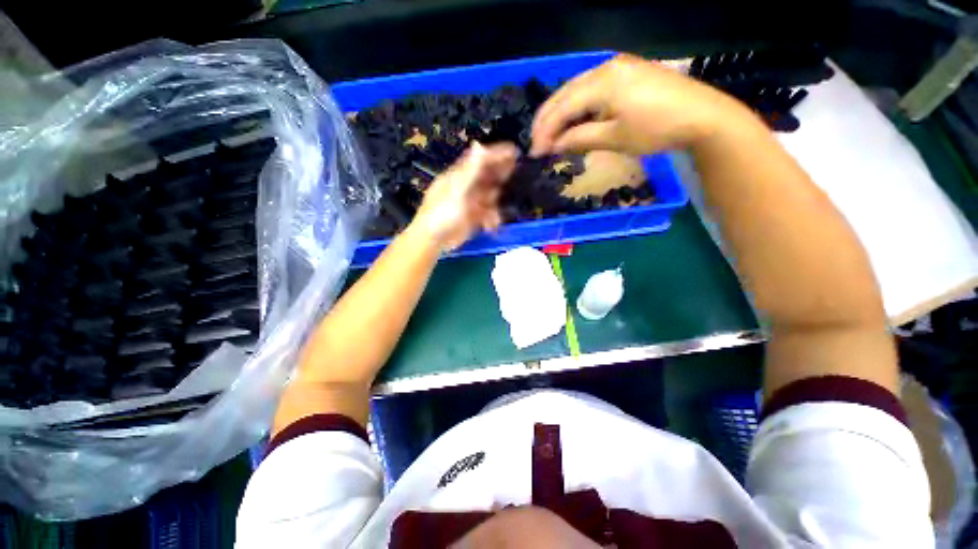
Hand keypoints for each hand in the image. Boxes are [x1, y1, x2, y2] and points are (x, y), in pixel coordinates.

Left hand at [411, 142, 518, 251]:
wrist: (433, 241)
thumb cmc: (441, 213)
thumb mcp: (457, 190)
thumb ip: (470, 170)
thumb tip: (478, 144)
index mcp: (459, 177)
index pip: (480, 160)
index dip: (496, 154)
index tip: (513, 150)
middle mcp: (465, 187)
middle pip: (487, 176)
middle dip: (501, 174)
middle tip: (517, 170)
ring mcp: (470, 203)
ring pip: (489, 196)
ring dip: (496, 201)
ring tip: (501, 207)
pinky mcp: (472, 218)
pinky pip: (487, 214)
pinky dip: (492, 218)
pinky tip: (492, 225)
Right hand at [531, 54, 749, 156]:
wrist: (703, 117)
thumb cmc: (657, 129)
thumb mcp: (614, 138)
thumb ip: (579, 139)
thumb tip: (553, 146)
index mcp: (602, 81)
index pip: (562, 107)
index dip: (545, 131)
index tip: (535, 154)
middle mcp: (605, 67)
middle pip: (565, 95)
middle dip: (547, 121)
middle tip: (536, 144)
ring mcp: (617, 68)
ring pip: (577, 91)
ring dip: (561, 114)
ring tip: (550, 135)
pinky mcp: (627, 74)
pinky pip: (592, 90)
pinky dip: (578, 108)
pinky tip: (573, 121)